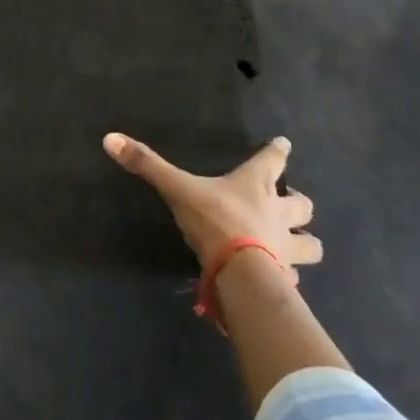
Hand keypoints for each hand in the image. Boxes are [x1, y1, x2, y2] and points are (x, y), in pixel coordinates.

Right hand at [105, 133, 321, 283]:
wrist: (241, 274)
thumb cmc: (214, 222)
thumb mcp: (177, 189)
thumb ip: (147, 165)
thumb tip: (109, 139)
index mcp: (255, 186)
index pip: (272, 160)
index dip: (277, 151)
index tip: (284, 144)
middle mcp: (278, 213)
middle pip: (303, 205)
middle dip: (300, 204)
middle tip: (293, 204)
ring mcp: (286, 248)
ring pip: (310, 245)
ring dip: (305, 243)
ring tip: (297, 245)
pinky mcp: (285, 278)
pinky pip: (293, 277)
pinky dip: (288, 277)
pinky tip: (279, 280)